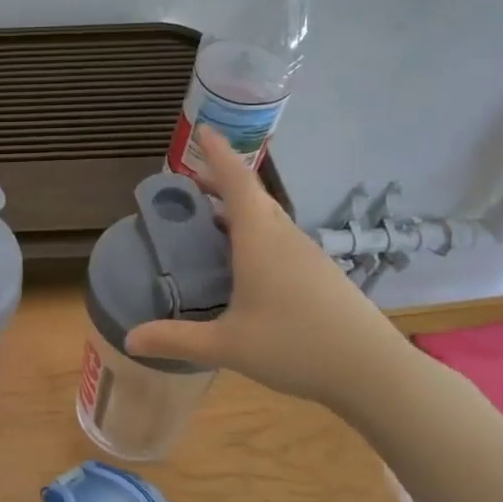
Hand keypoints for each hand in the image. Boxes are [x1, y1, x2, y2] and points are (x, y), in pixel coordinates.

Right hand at [124, 129, 412, 410]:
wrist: (372, 371)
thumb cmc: (295, 346)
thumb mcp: (226, 346)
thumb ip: (175, 340)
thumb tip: (129, 338)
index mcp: (260, 240)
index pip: (237, 182)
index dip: (218, 154)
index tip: (203, 129)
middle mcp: (284, 238)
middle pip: (253, 196)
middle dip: (222, 181)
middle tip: (192, 182)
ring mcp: (307, 254)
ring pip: (268, 218)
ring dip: (239, 209)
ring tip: (211, 219)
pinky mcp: (320, 273)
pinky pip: (280, 238)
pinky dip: (255, 233)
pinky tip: (245, 262)